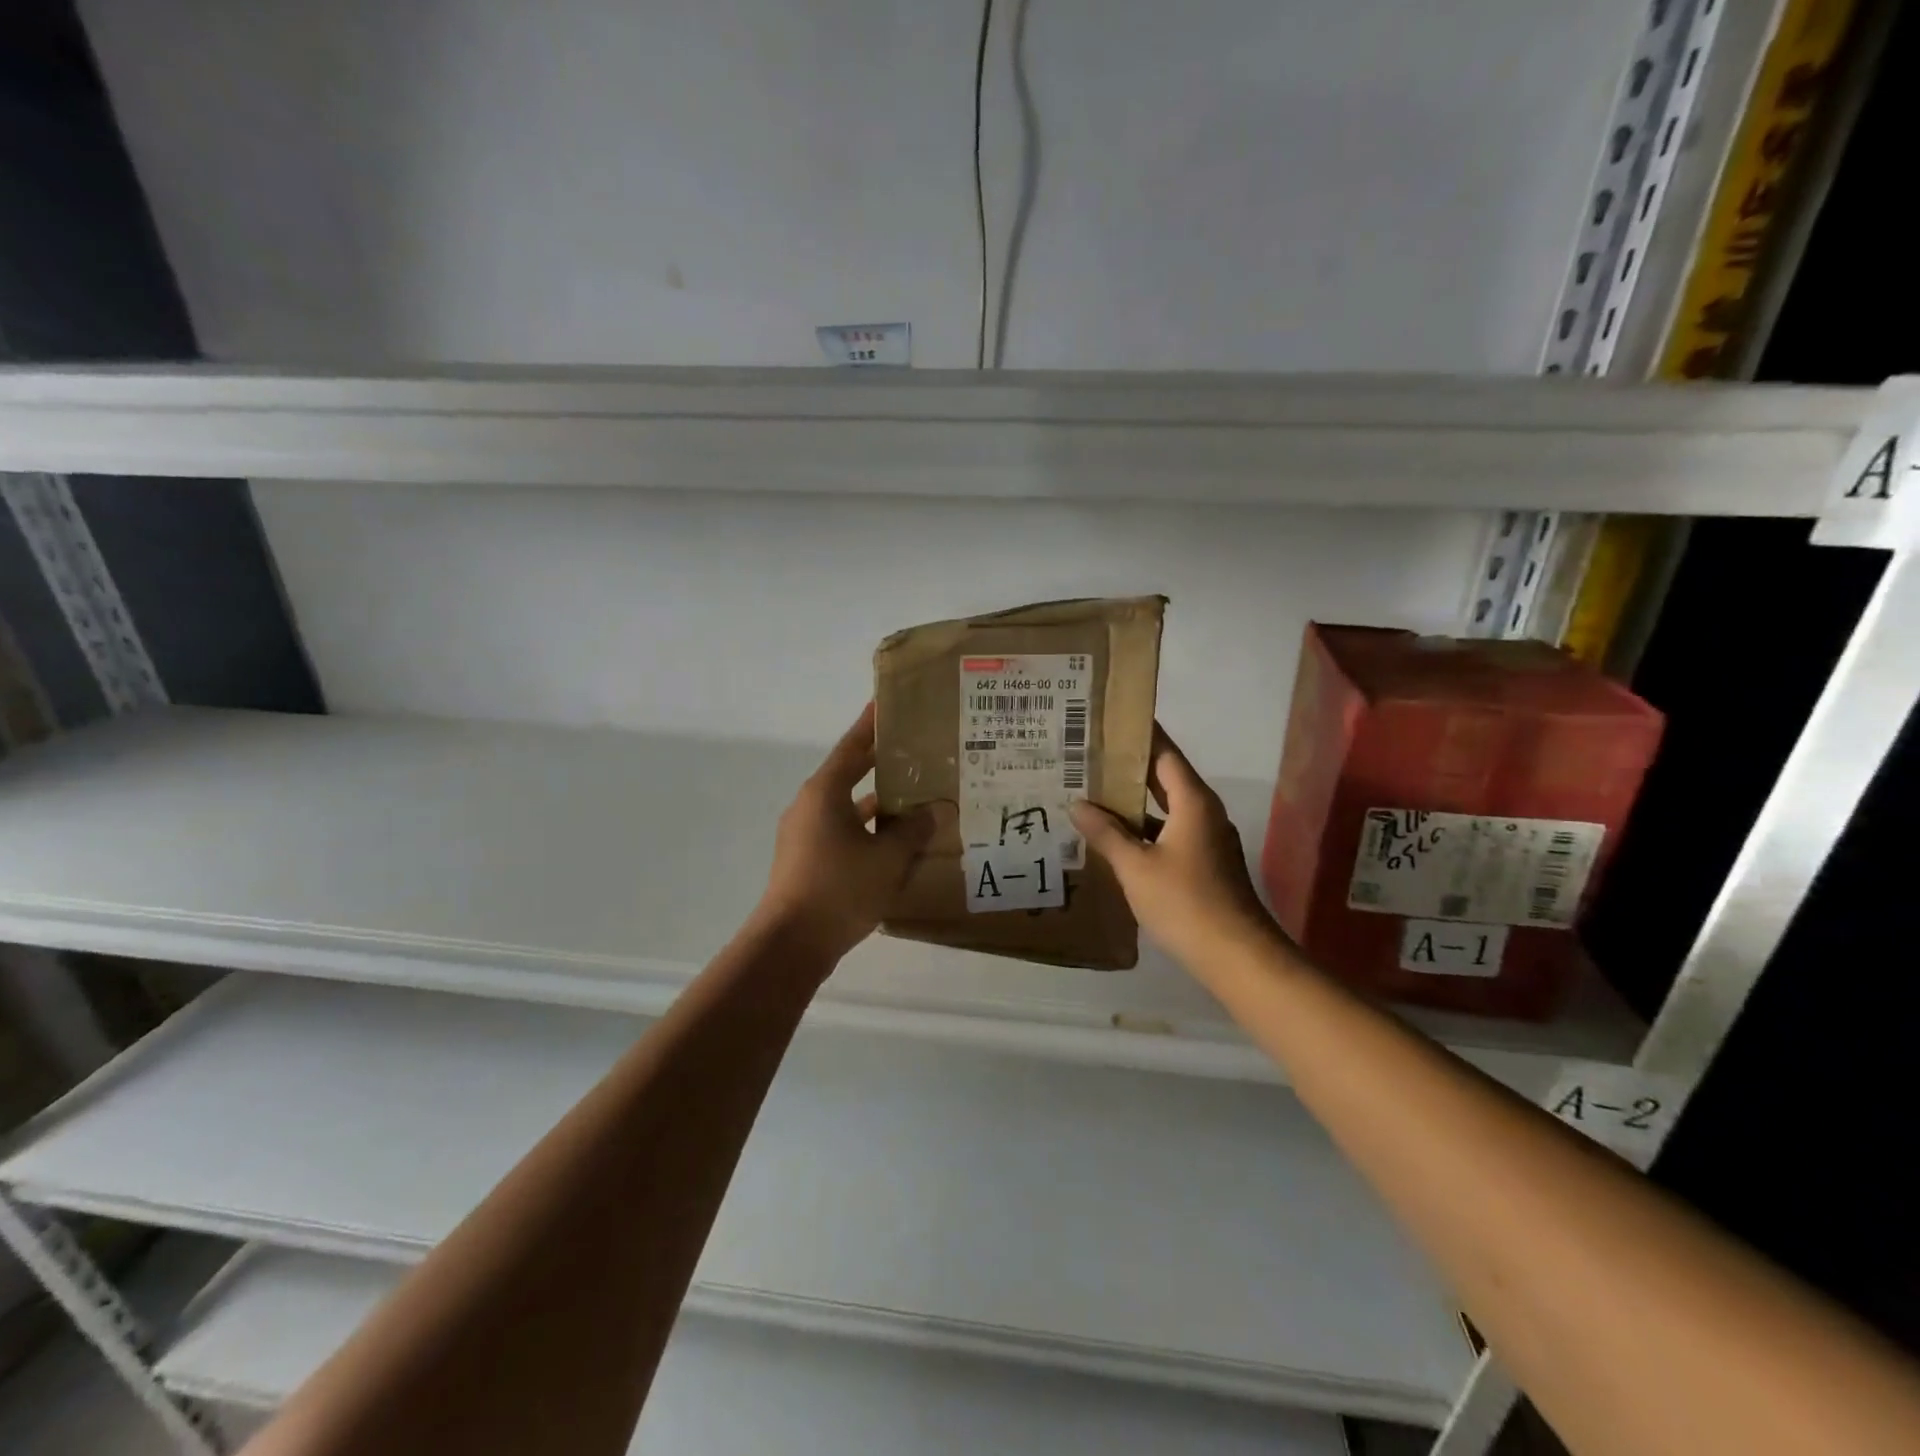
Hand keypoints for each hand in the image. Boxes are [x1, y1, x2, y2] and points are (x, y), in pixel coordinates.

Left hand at [756, 703, 951, 964]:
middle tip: (916, 752)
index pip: (852, 747)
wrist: (791, 944)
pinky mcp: (807, 861)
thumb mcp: (887, 858)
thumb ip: (913, 830)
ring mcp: (805, 835)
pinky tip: (896, 845)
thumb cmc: (839, 889)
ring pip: (848, 809)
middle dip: (881, 765)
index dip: (871, 725)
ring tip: (916, 799)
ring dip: (878, 804)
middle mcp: (810, 806)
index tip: (886, 704)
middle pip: (850, 775)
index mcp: (824, 793)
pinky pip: (843, 834)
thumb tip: (935, 811)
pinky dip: (868, 833)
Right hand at [1070, 726, 1278, 969]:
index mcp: (1193, 801)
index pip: (1164, 753)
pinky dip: (1143, 827)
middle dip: (1129, 766)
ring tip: (1092, 792)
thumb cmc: (1185, 902)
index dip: (1138, 735)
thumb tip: (1078, 804)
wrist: (1236, 955)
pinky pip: (1169, 831)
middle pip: (1164, 777)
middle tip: (1088, 755)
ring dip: (1133, 801)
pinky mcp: (1204, 862)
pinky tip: (1114, 836)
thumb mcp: (1136, 867)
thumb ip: (1106, 833)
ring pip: (1165, 807)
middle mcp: (1204, 812)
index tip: (1109, 720)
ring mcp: (1207, 838)